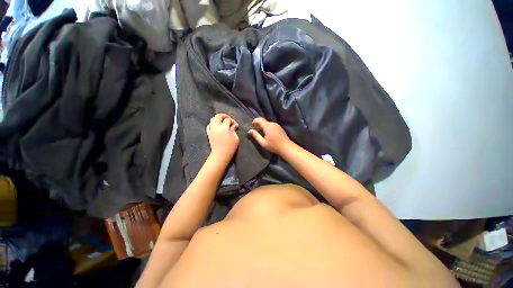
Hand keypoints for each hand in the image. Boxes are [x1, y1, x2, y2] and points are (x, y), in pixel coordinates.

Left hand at [207, 113, 239, 163]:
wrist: (220, 154)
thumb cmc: (230, 147)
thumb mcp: (235, 138)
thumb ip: (234, 130)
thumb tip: (234, 125)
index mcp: (224, 128)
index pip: (228, 119)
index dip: (233, 121)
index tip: (236, 125)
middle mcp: (216, 127)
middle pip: (218, 116)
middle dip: (224, 116)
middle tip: (229, 119)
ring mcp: (211, 130)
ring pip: (212, 119)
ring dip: (218, 119)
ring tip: (222, 123)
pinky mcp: (208, 133)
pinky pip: (209, 125)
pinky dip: (213, 124)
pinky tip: (217, 127)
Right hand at [248, 117, 291, 154]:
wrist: (286, 147)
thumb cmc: (274, 146)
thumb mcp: (263, 143)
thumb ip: (256, 136)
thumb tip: (249, 131)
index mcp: (268, 126)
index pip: (260, 119)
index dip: (255, 121)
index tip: (252, 124)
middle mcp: (272, 124)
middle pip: (264, 121)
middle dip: (259, 124)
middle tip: (256, 130)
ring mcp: (277, 125)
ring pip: (268, 123)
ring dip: (264, 126)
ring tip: (262, 133)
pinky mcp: (280, 127)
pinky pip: (272, 125)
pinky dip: (268, 128)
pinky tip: (268, 134)